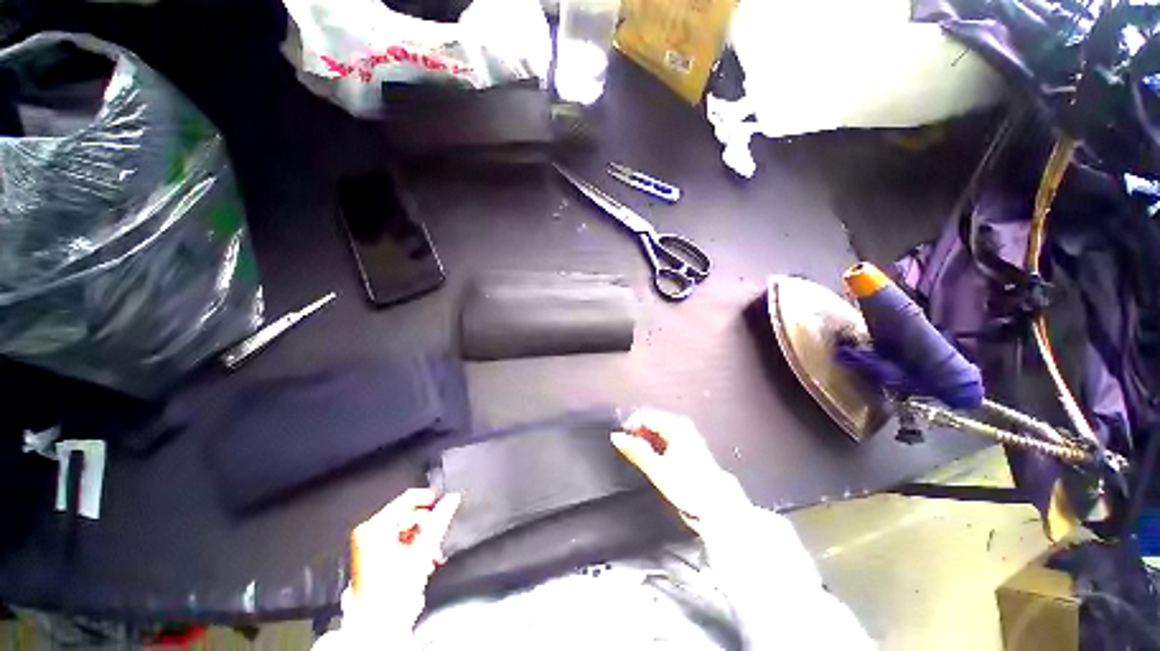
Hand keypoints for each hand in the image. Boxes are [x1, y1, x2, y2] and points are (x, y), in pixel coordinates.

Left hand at [345, 488, 460, 633]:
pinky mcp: (366, 553)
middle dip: (426, 525)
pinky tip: (419, 558)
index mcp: (378, 525)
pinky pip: (392, 538)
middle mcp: (368, 529)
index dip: (429, 498)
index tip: (443, 503)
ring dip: (420, 537)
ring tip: (430, 554)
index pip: (408, 497)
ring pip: (401, 527)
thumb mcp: (424, 548)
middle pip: (406, 514)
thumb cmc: (396, 586)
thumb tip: (452, 498)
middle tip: (437, 538)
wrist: (376, 620)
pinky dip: (408, 544)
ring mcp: (365, 542)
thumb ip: (440, 519)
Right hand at [612, 409, 750, 530]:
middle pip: (651, 421)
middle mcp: (682, 425)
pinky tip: (653, 459)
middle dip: (637, 434)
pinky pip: (663, 437)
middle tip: (631, 452)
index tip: (622, 441)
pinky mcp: (686, 444)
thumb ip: (636, 451)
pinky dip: (654, 445)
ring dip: (645, 441)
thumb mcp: (658, 470)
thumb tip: (617, 437)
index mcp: (676, 426)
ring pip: (656, 430)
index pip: (644, 415)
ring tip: (642, 458)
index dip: (630, 427)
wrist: (716, 506)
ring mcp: (685, 434)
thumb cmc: (690, 487)